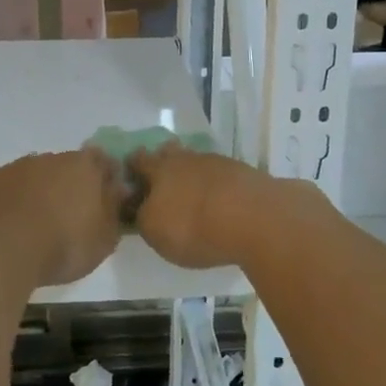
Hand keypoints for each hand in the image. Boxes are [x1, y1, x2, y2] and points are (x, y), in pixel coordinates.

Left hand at [0, 150, 126, 287]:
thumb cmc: (62, 244)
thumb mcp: (103, 239)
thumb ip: (113, 211)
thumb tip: (117, 191)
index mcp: (84, 166)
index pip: (103, 161)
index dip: (105, 178)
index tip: (105, 199)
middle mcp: (50, 158)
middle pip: (66, 167)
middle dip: (70, 186)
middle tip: (71, 217)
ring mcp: (16, 168)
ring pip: (35, 177)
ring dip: (39, 194)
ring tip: (39, 227)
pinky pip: (8, 191)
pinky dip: (13, 204)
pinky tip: (11, 228)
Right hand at [128, 145, 324, 270]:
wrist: (255, 218)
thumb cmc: (193, 226)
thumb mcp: (154, 231)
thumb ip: (143, 217)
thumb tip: (141, 208)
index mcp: (160, 168)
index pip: (139, 160)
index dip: (132, 167)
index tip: (130, 177)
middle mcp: (188, 158)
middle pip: (171, 154)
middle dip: (165, 164)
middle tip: (163, 182)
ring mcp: (220, 163)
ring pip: (199, 164)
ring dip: (194, 176)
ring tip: (194, 196)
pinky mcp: (246, 175)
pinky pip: (224, 178)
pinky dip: (218, 188)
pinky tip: (221, 203)